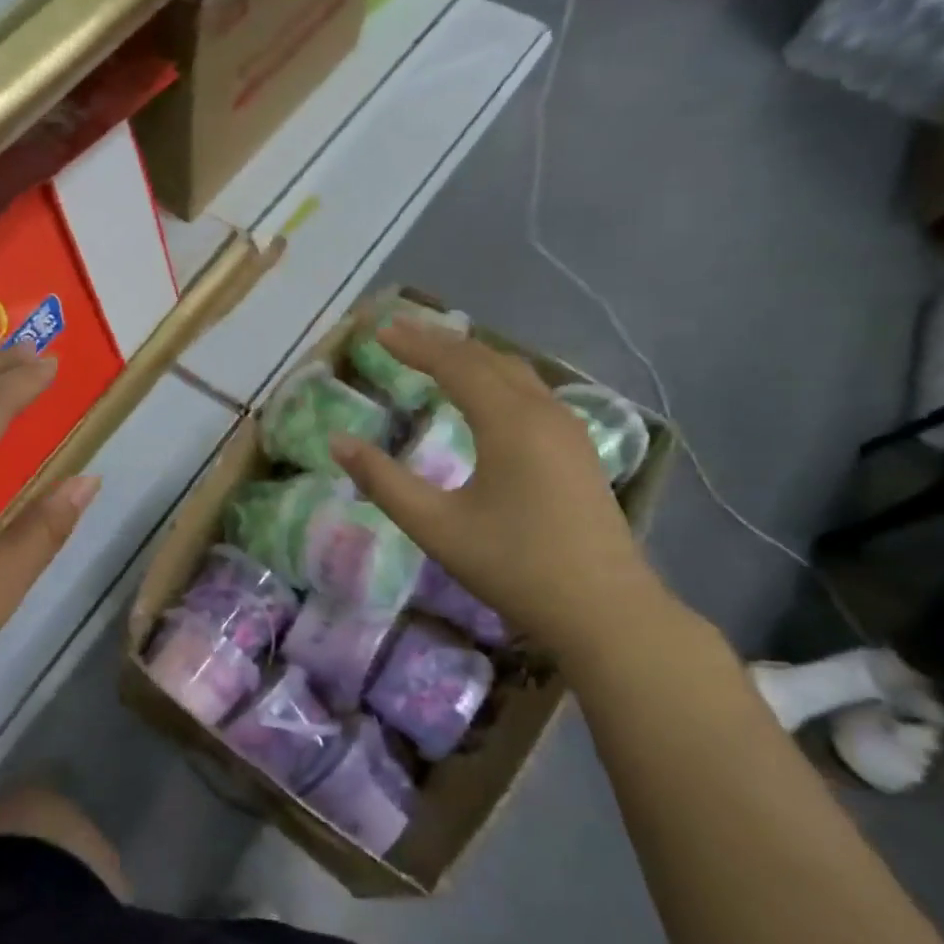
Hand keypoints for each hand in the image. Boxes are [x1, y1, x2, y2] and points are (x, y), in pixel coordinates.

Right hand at [330, 322, 665, 651]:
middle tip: (399, 332)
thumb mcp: (435, 526)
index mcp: (510, 422)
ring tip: (436, 353)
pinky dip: (496, 377)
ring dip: (472, 356)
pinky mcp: (578, 450)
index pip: (456, 364)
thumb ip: (383, 481)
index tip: (379, 331)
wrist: (605, 612)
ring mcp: (568, 430)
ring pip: (516, 372)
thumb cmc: (514, 566)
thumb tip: (338, 442)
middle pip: (487, 358)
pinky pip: (532, 392)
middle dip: (440, 342)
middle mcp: (543, 412)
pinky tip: (485, 395)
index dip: (415, 345)